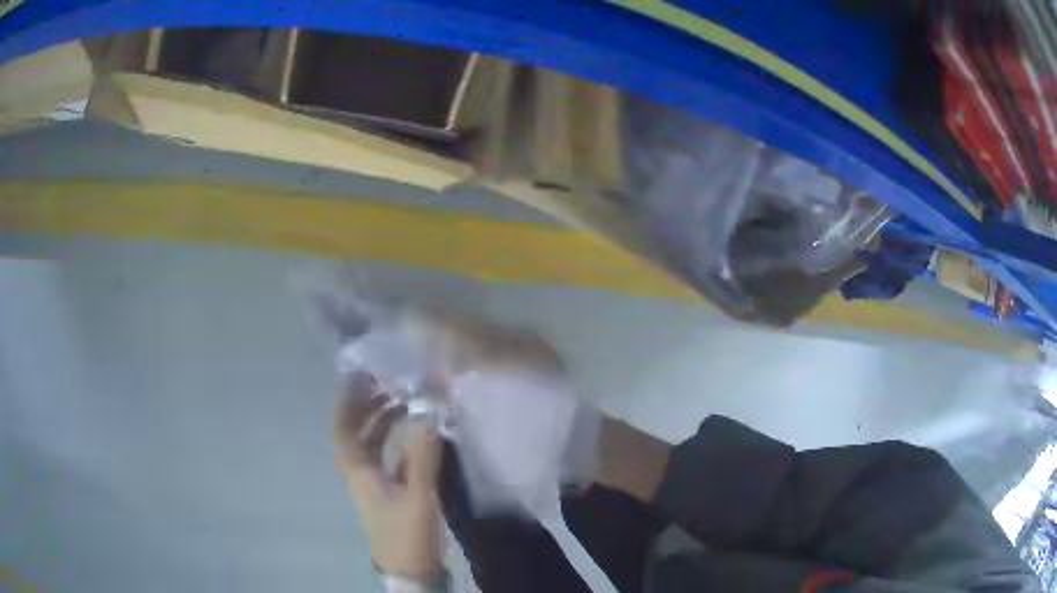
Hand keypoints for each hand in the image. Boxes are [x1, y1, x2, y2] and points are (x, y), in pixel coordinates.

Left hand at [334, 373, 444, 583]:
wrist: (411, 570)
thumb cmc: (408, 533)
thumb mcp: (418, 494)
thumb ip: (423, 454)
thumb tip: (429, 413)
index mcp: (359, 470)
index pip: (343, 428)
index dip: (348, 401)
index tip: (361, 376)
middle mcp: (361, 473)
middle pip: (357, 432)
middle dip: (369, 406)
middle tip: (390, 382)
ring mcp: (375, 484)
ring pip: (372, 445)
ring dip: (383, 422)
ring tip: (406, 401)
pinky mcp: (390, 494)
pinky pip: (388, 458)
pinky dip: (398, 441)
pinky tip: (418, 435)